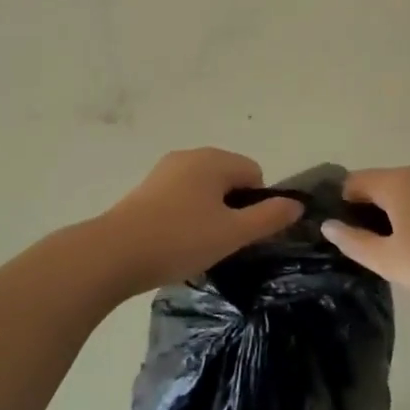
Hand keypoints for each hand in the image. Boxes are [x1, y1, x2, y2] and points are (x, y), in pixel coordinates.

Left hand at [97, 148, 301, 290]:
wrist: (114, 253)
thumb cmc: (180, 239)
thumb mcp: (233, 233)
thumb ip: (269, 217)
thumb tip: (296, 204)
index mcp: (214, 159)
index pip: (254, 173)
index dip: (256, 204)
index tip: (242, 234)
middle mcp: (189, 156)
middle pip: (228, 178)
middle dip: (232, 208)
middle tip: (223, 242)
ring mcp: (164, 171)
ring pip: (204, 189)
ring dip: (209, 214)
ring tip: (198, 246)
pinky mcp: (145, 190)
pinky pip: (181, 197)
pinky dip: (186, 216)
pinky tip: (175, 242)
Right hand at [321, 162, 409, 311]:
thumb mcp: (390, 261)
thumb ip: (354, 242)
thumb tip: (329, 225)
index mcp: (398, 180)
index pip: (354, 181)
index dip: (343, 206)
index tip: (344, 236)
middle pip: (381, 184)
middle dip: (370, 213)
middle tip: (372, 251)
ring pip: (406, 193)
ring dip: (396, 216)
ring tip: (402, 253)